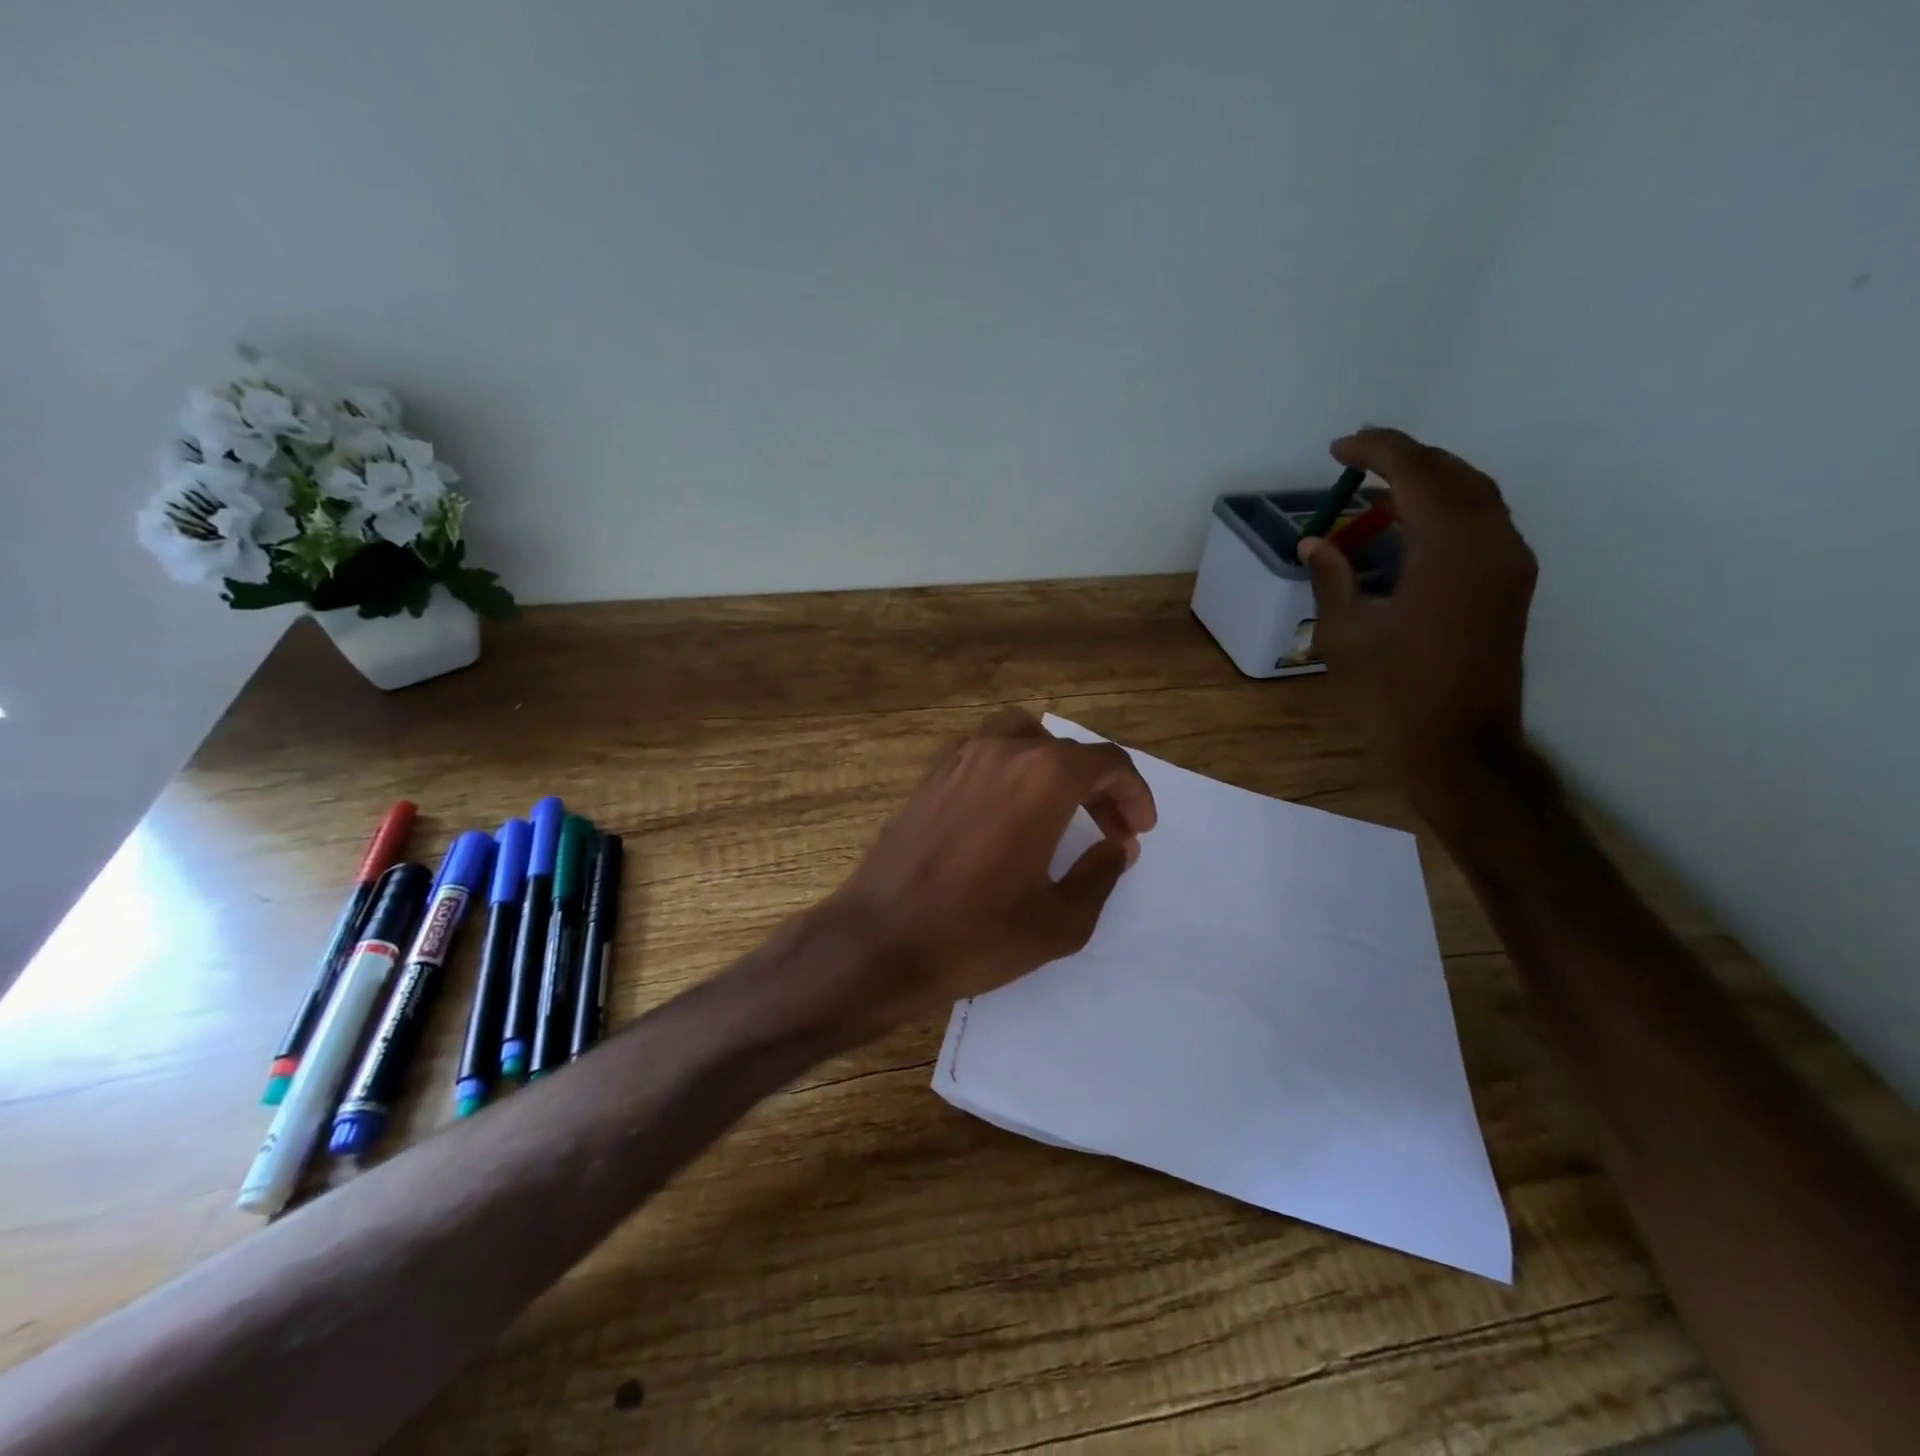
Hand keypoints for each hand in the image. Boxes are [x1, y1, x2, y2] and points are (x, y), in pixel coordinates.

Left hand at [817, 708, 1156, 1034]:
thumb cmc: (976, 934)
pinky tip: (1009, 813)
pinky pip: (983, 753)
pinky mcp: (929, 777)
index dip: (1133, 793)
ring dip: (1052, 765)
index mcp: (1042, 779)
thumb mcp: (1060, 921)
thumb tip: (1115, 846)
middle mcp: (1001, 753)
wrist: (878, 942)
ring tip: (1062, 808)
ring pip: (1022, 737)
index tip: (1138, 830)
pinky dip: (1011, 768)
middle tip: (1110, 829)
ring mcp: (958, 759)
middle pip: (1066, 749)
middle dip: (1098, 784)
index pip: (1107, 761)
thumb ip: (1100, 875)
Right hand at [1298, 428, 1537, 807]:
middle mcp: (1491, 543)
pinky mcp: (1513, 585)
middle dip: (1406, 459)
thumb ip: (1332, 579)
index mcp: (1448, 551)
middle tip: (1357, 460)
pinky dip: (1448, 510)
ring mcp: (1510, 563)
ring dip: (1430, 482)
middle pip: (1453, 474)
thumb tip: (1314, 543)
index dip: (1376, 452)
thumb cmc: (1393, 694)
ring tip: (1380, 490)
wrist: (1459, 746)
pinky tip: (1412, 528)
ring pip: (1476, 494)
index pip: (1416, 474)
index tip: (1339, 448)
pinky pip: (1484, 522)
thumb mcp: (1346, 635)